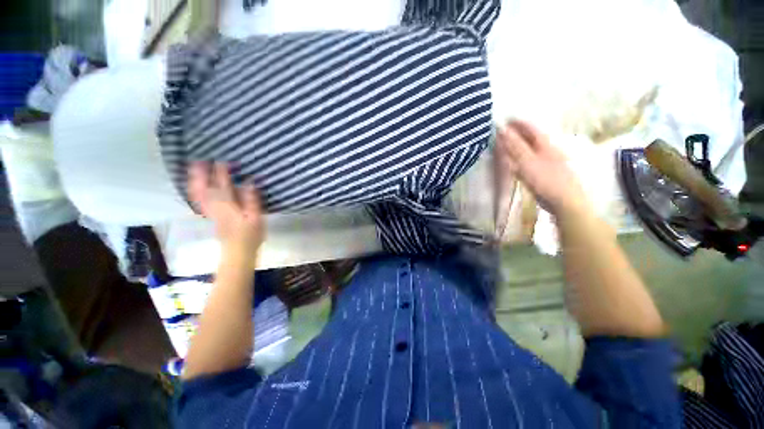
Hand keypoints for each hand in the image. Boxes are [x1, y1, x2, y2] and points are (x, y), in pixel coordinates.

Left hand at [188, 162, 264, 253]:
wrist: (238, 252)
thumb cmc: (251, 235)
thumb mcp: (256, 217)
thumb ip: (252, 200)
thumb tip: (249, 182)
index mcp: (228, 206)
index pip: (223, 185)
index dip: (222, 172)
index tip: (222, 160)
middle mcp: (216, 206)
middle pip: (204, 188)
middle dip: (200, 174)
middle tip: (198, 160)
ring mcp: (211, 212)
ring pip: (198, 194)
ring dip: (194, 181)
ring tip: (193, 169)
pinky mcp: (211, 217)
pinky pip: (198, 201)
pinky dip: (195, 191)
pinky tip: (195, 187)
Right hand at [497, 120, 587, 215]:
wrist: (564, 201)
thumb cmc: (546, 180)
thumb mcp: (527, 162)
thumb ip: (514, 146)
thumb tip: (502, 130)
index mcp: (545, 143)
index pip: (529, 127)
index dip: (516, 123)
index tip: (502, 121)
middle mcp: (547, 149)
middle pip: (530, 136)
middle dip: (516, 132)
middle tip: (500, 133)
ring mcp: (546, 161)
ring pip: (529, 148)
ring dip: (517, 144)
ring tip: (504, 145)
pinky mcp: (543, 172)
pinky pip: (529, 159)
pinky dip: (519, 157)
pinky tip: (514, 161)